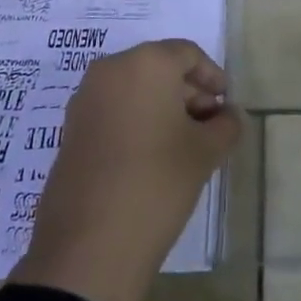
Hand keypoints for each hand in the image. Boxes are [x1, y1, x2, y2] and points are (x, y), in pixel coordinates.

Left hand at [11, 39, 241, 300]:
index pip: (188, 54)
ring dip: (162, 107)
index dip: (212, 76)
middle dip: (188, 92)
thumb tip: (229, 115)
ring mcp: (85, 99)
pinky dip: (136, 121)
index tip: (226, 105)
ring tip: (183, 144)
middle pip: (159, 68)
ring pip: (134, 89)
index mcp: (146, 62)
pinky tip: (152, 156)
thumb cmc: (157, 183)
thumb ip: (225, 125)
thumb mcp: (205, 153)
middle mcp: (111, 69)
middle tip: (210, 126)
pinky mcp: (71, 129)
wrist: (89, 247)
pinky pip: (113, 110)